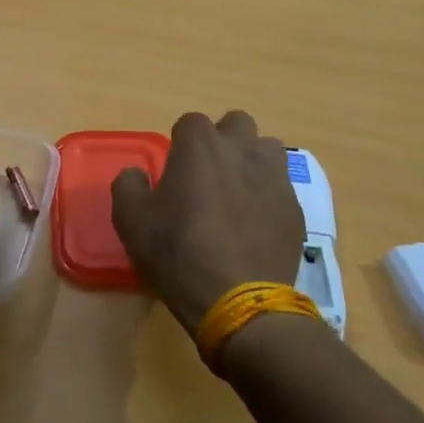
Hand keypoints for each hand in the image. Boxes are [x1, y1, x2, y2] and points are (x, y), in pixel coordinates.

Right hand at [111, 110, 305, 330]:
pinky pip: (281, 188)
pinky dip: (268, 197)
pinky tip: (255, 226)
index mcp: (200, 146)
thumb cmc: (178, 253)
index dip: (181, 143)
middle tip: (208, 175)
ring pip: (268, 149)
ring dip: (252, 162)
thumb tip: (137, 174)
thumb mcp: (131, 220)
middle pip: (237, 124)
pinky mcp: (295, 208)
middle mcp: (242, 150)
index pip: (190, 122)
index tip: (175, 171)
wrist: (239, 300)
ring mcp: (274, 177)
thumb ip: (128, 185)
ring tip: (238, 194)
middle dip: (223, 141)